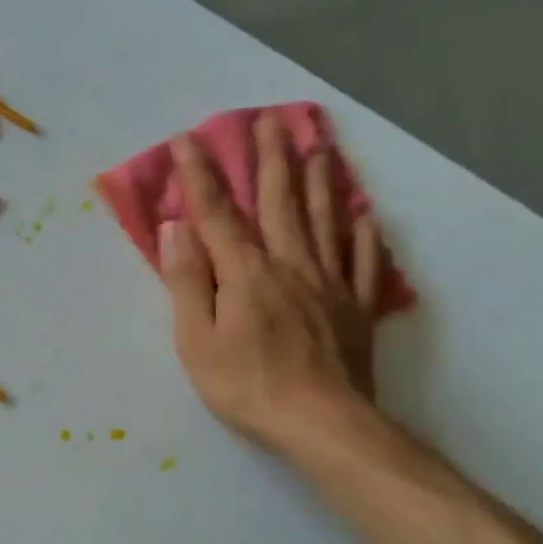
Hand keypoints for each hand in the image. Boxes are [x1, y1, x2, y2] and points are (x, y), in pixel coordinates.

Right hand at [161, 112, 384, 453]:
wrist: (322, 423)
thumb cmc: (247, 386)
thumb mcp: (198, 341)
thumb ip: (188, 282)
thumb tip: (177, 228)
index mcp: (246, 273)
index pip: (218, 214)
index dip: (201, 176)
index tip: (189, 139)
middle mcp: (291, 265)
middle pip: (281, 202)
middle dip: (272, 159)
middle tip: (272, 120)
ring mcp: (330, 284)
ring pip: (325, 220)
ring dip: (320, 180)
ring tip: (319, 145)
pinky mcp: (357, 308)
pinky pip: (365, 261)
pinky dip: (365, 234)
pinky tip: (365, 214)